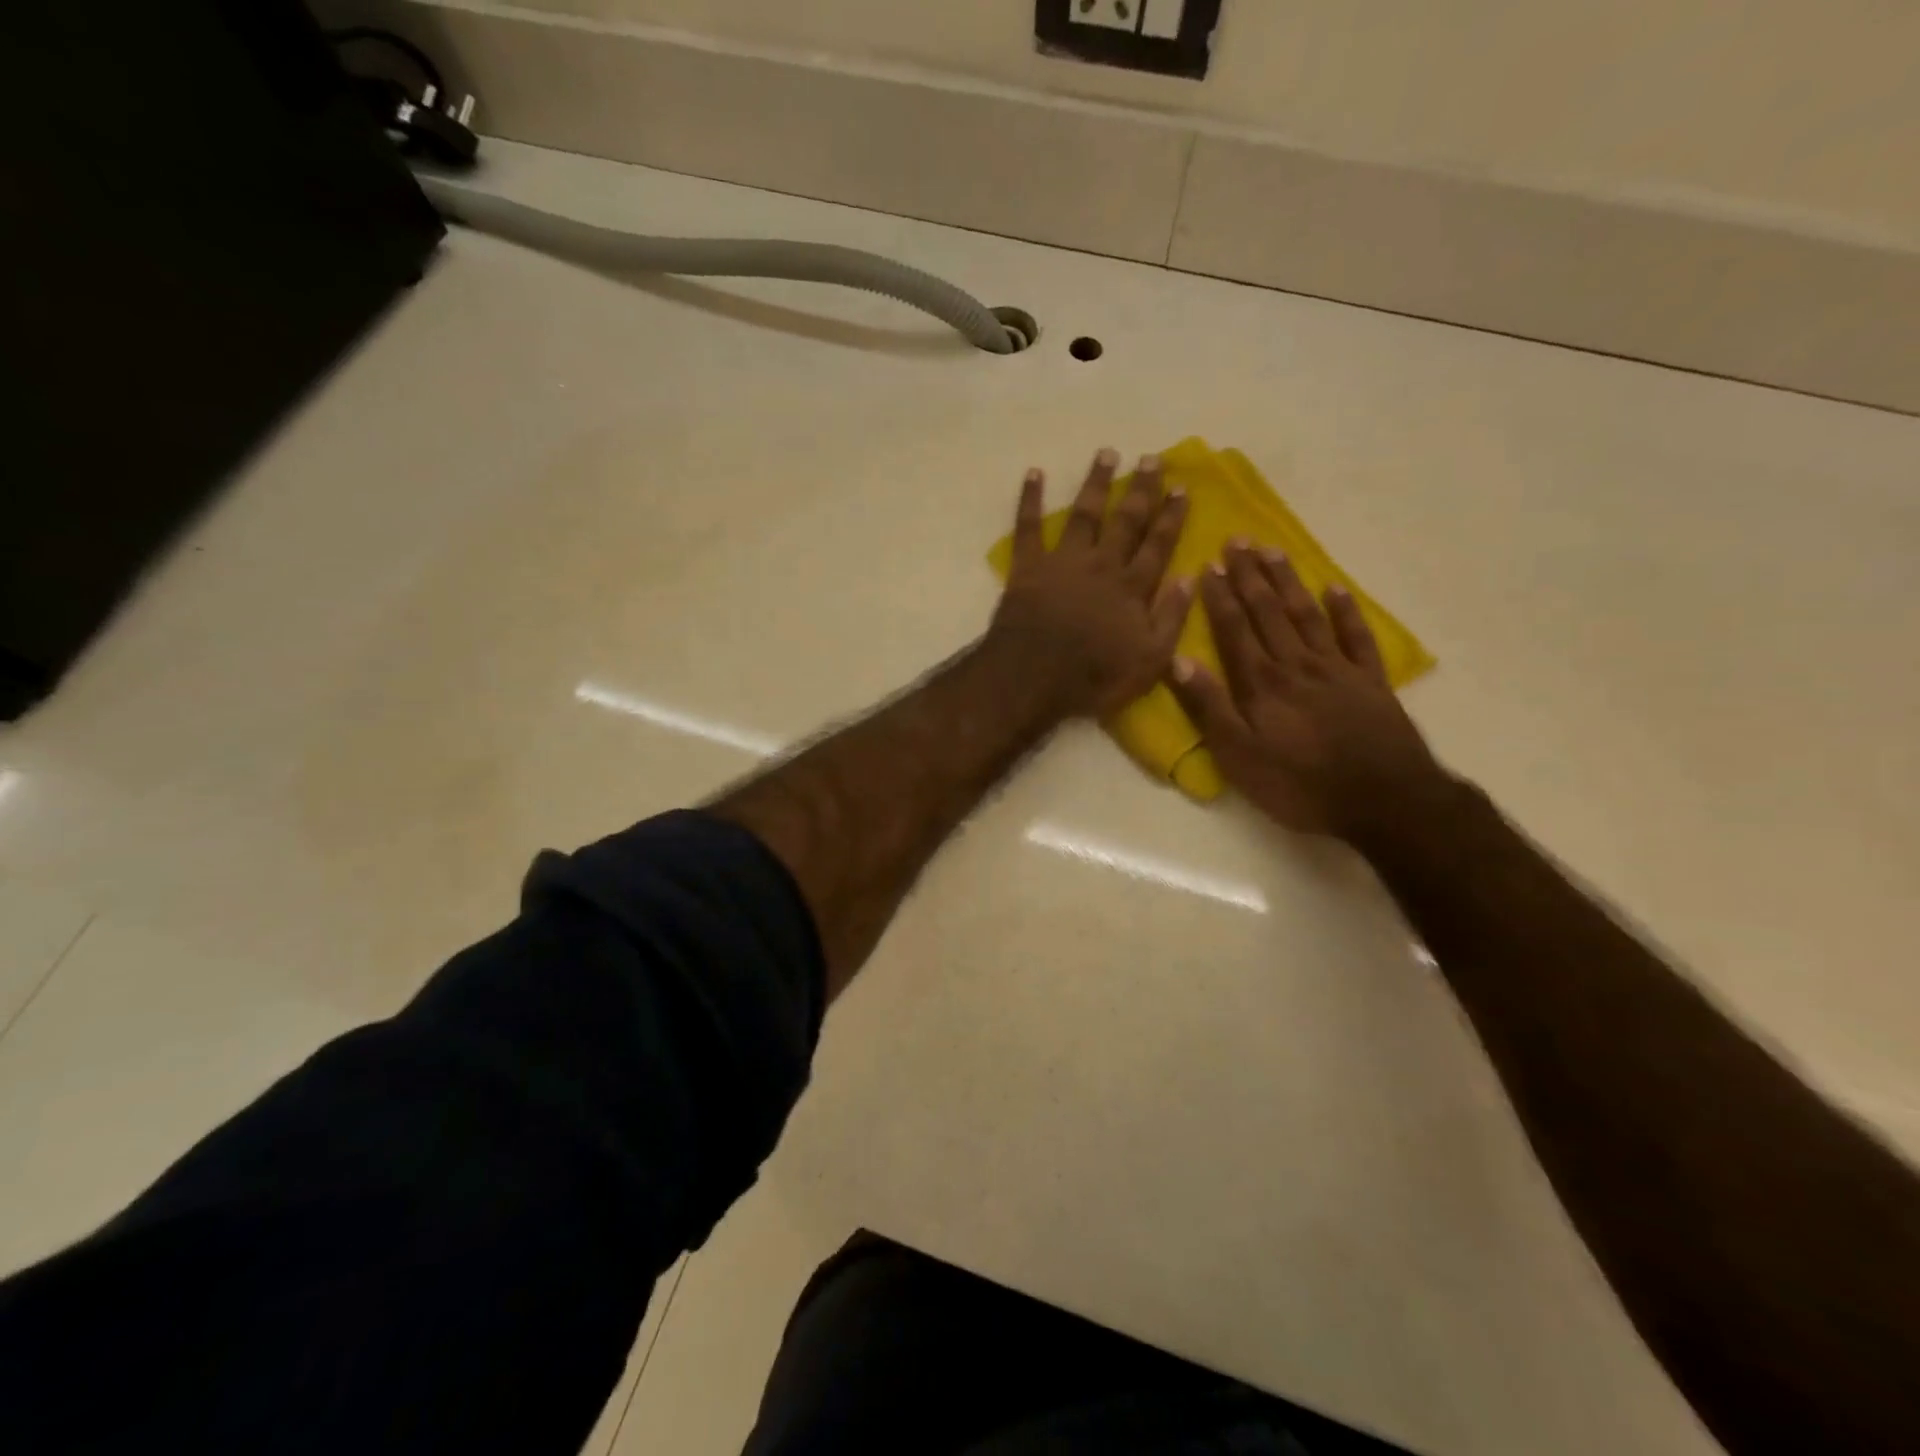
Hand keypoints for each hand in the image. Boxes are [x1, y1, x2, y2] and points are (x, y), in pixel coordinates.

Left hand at [988, 448, 1191, 719]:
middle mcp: (1102, 564)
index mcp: (1133, 587)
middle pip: (1126, 520)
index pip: (1158, 545)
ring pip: (1084, 513)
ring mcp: (1064, 561)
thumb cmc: (1094, 676)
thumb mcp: (1149, 659)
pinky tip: (1034, 473)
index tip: (1182, 488)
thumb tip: (1190, 577)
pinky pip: (1028, 526)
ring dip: (1096, 483)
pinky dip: (1030, 499)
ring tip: (1106, 453)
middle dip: (1141, 489)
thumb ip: (1171, 617)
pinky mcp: (1029, 566)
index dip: (1171, 516)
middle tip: (1152, 458)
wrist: (1033, 677)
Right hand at [1167, 542, 1449, 840]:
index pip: (1234, 630)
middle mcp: (1297, 665)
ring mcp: (1338, 669)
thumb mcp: (1239, 755)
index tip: (1208, 566)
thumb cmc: (1299, 784)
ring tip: (1273, 551)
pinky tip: (1335, 589)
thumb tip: (1178, 661)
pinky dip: (1346, 611)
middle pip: (1269, 612)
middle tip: (1238, 541)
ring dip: (1288, 582)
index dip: (1220, 598)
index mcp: (1261, 683)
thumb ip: (1209, 707)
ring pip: (1307, 615)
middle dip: (1250, 577)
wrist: (1383, 800)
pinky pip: (1357, 636)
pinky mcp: (1371, 682)